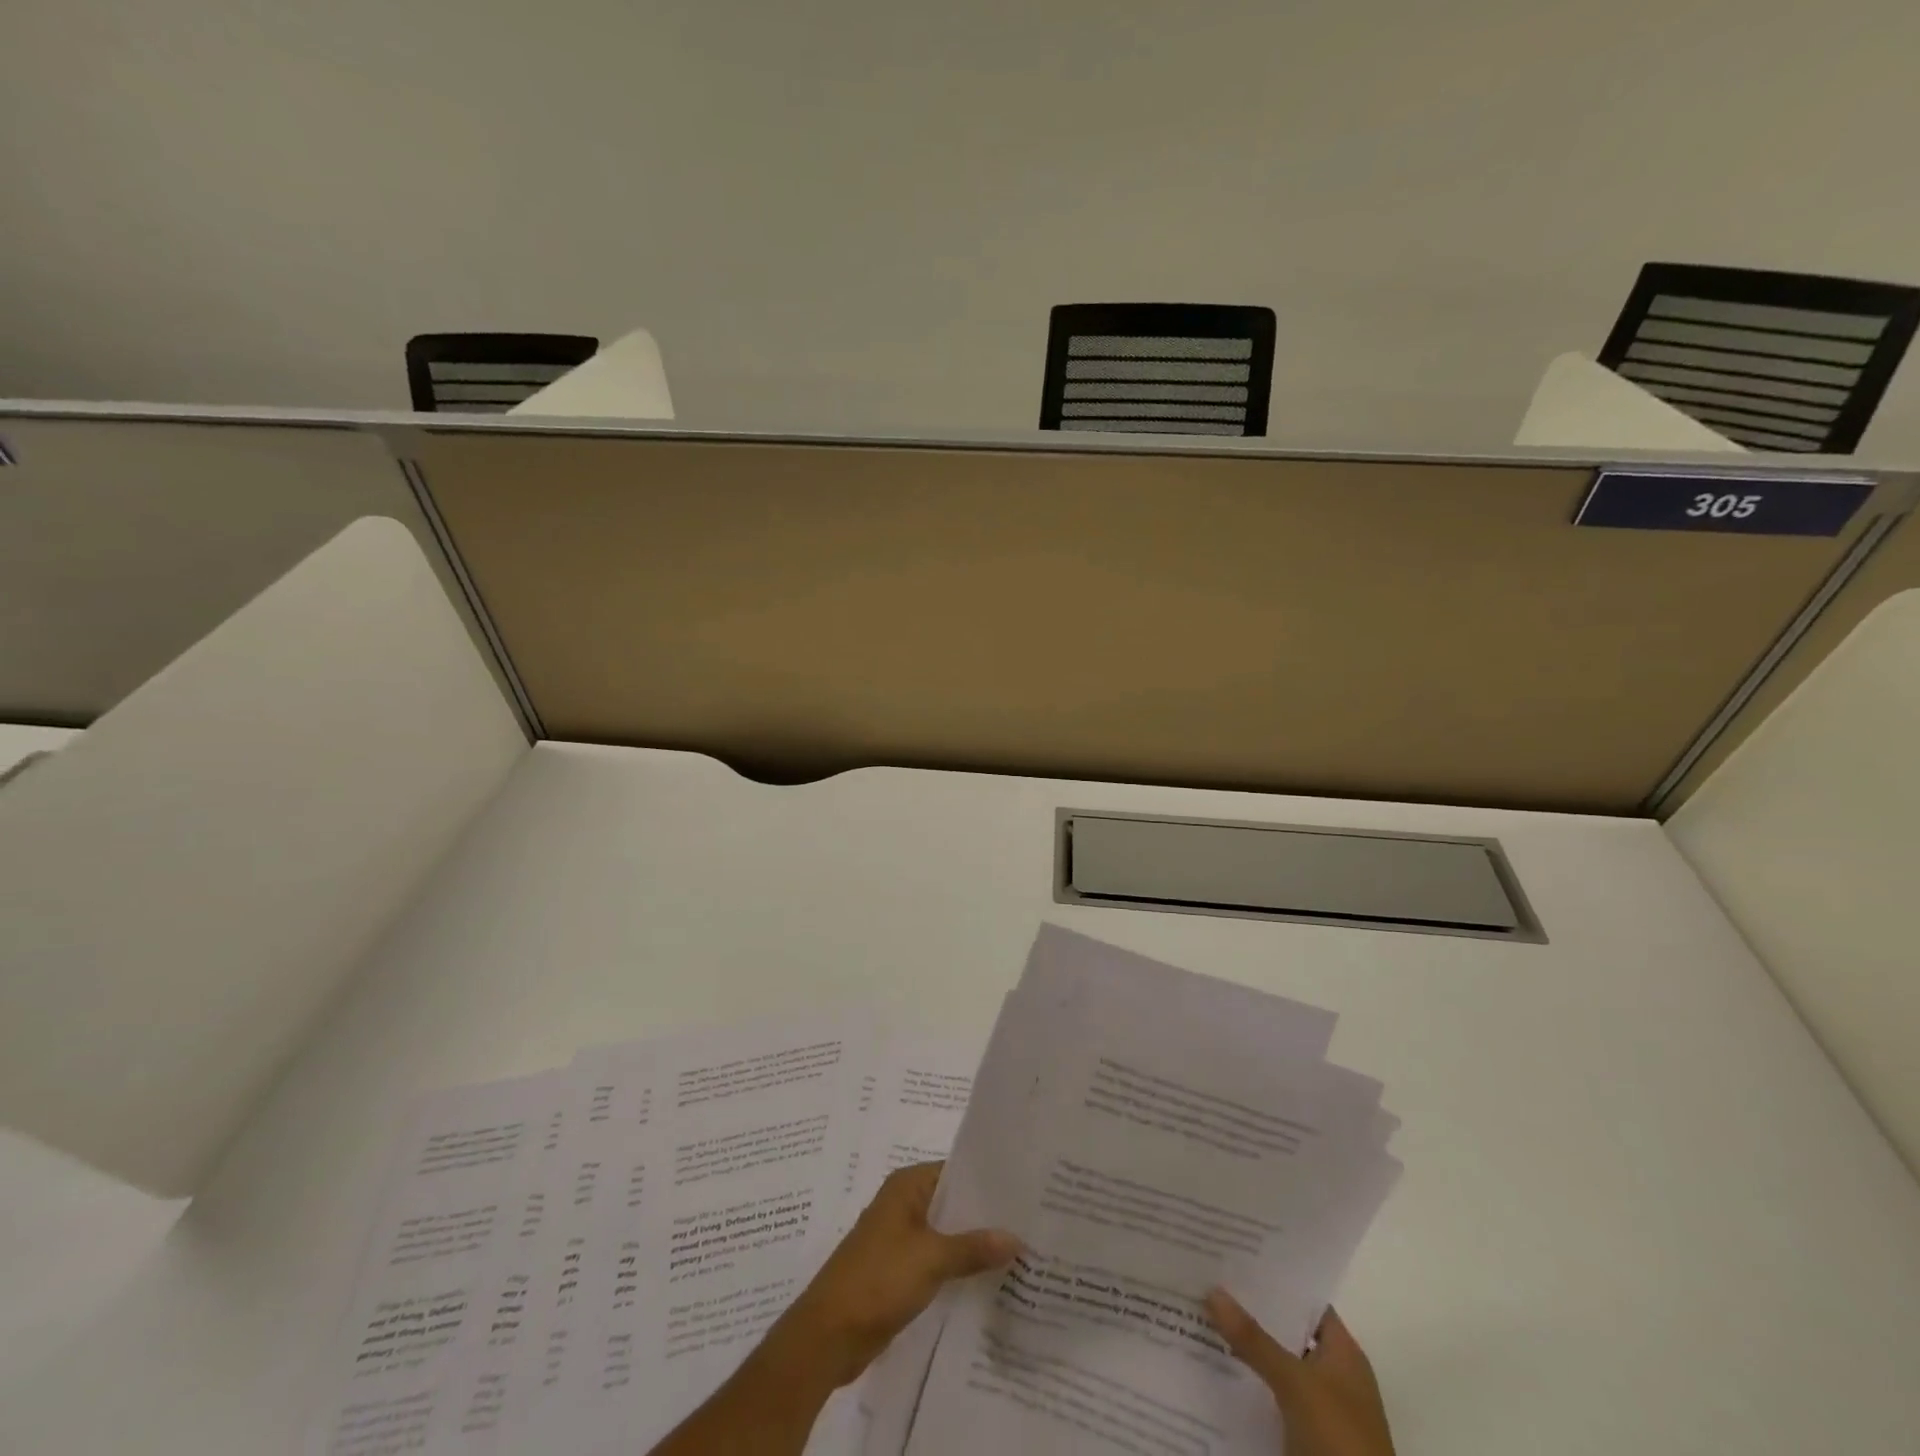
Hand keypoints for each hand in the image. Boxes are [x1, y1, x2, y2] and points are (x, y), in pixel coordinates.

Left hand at [759, 1161, 1021, 1392]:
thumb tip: (1017, 1238)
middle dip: (986, 1216)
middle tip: (1032, 1223)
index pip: (956, 1170)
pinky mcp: (899, 1272)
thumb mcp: (931, 1259)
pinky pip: (938, 1261)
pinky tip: (990, 1281)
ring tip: (1021, 1252)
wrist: (828, 1336)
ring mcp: (900, 1239)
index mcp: (907, 1186)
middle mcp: (903, 1204)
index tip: (1025, 1190)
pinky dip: (960, 1268)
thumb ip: (974, 1247)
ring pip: (947, 1234)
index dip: (988, 1180)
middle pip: (953, 1202)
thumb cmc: (877, 1280)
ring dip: (974, 1245)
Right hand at [1204, 1289, 1395, 1455]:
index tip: (1232, 1255)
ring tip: (1196, 1315)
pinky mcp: (1301, 1437)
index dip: (1273, 1278)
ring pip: (1272, 1364)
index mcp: (1343, 1353)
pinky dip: (1243, 1384)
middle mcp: (1332, 1375)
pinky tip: (1209, 1368)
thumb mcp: (1296, 1385)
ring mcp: (1317, 1408)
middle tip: (1203, 1279)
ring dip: (1242, 1348)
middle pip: (1284, 1331)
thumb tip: (1212, 1289)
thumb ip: (1254, 1339)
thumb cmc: (1340, 1441)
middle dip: (1248, 1310)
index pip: (1305, 1300)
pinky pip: (1266, 1397)